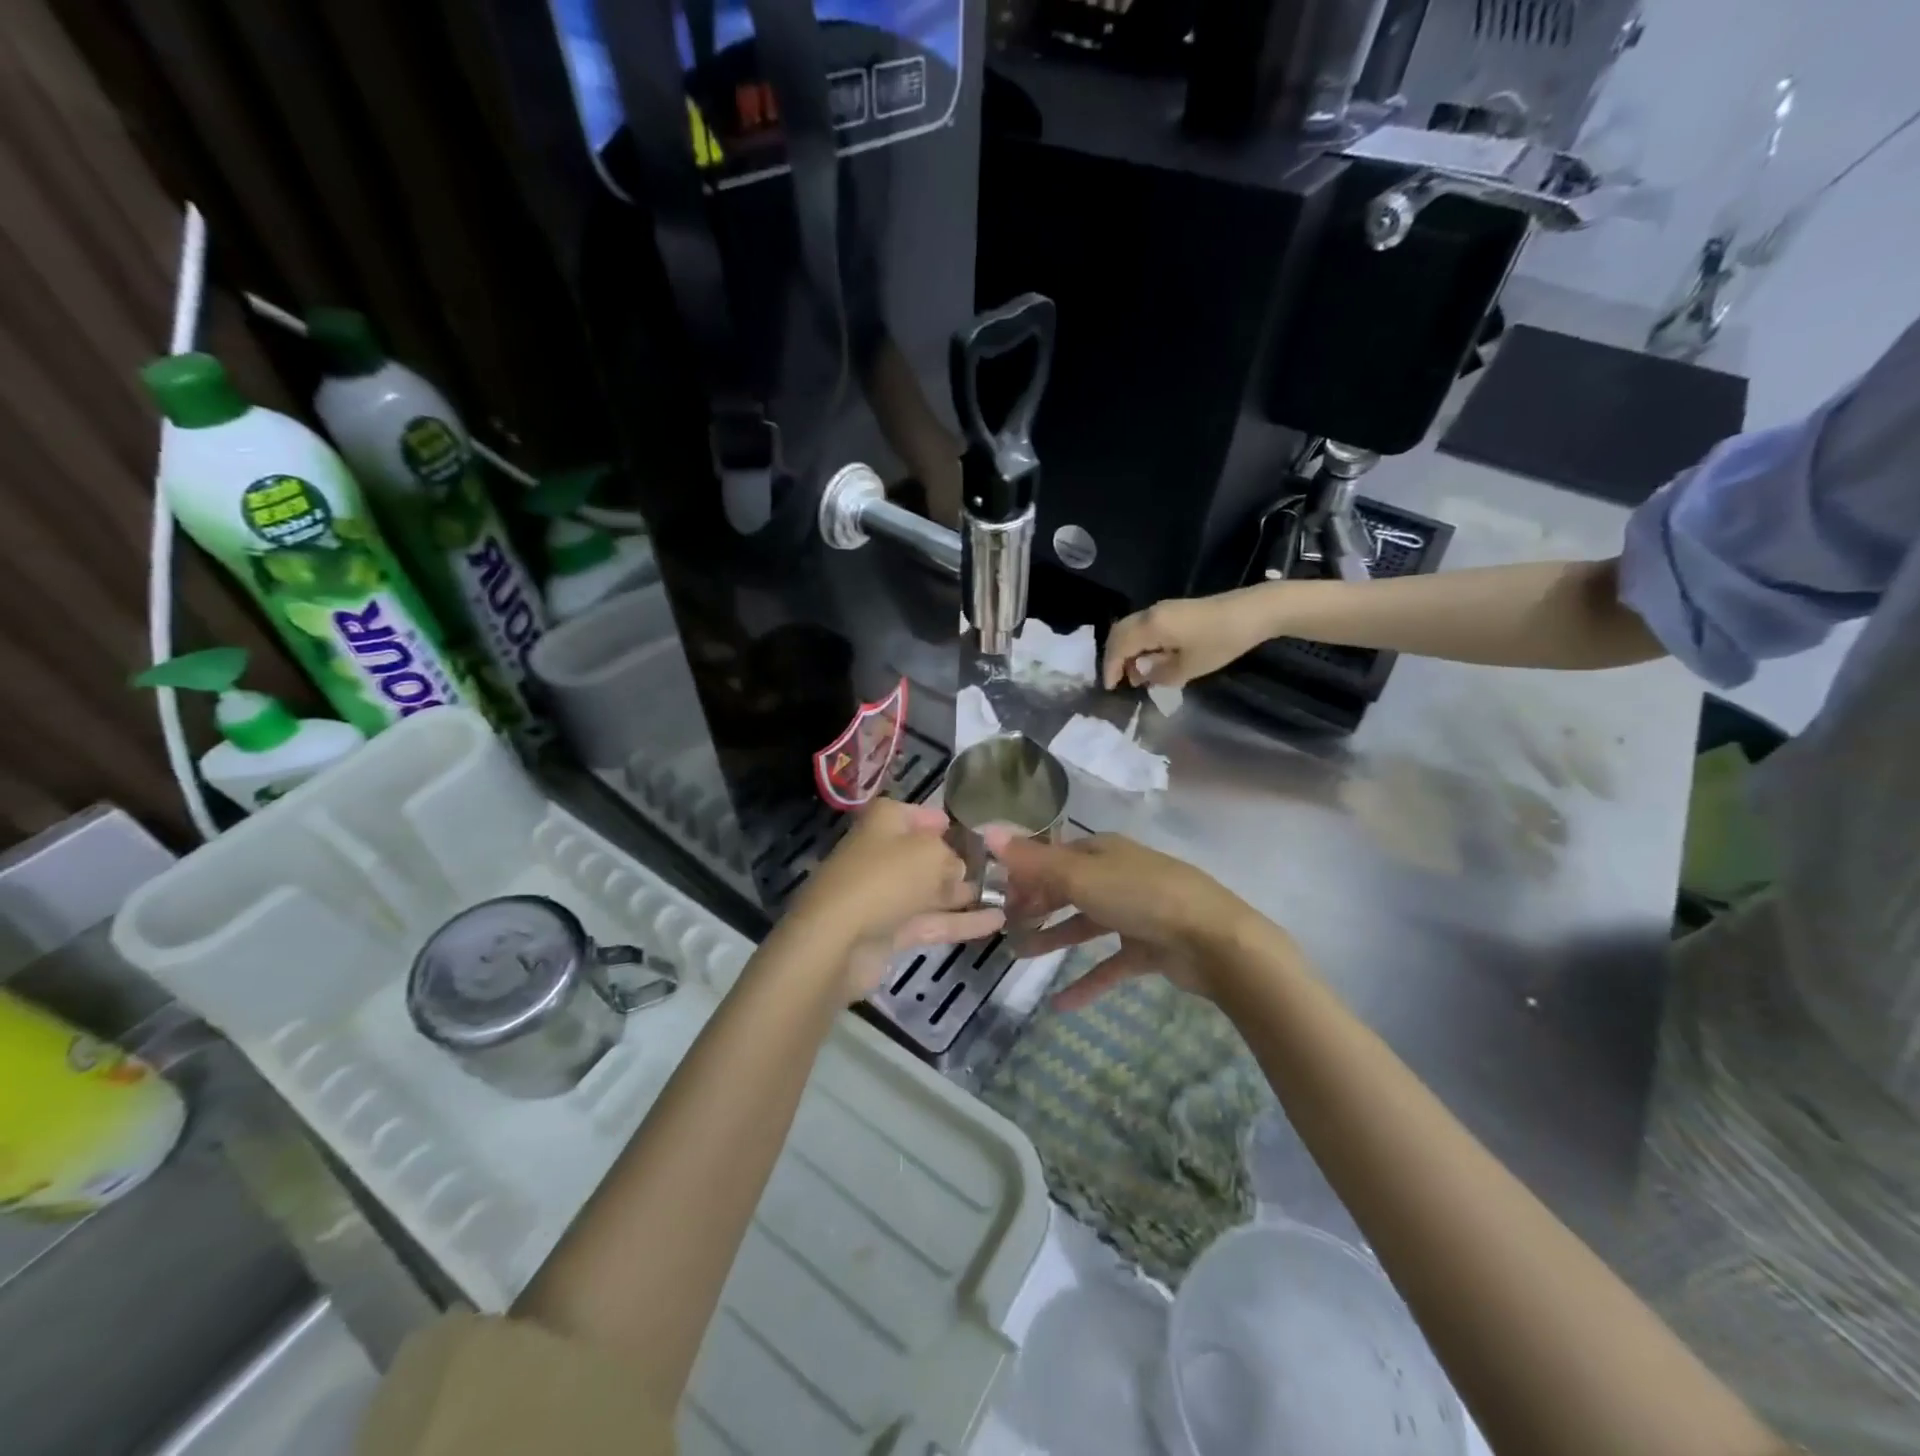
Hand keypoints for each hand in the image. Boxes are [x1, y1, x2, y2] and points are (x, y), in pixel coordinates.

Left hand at [785, 798, 1003, 1001]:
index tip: (975, 832)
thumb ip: (951, 858)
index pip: (918, 814)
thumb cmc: (886, 878)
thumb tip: (957, 870)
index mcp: (886, 822)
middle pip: (926, 854)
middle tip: (1001, 868)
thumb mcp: (930, 853)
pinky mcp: (889, 931)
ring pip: (931, 891)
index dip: (944, 821)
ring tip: (1008, 896)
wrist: (838, 940)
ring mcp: (885, 895)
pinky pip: (931, 921)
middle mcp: (883, 854)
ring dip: (965, 894)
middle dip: (960, 861)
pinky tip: (998, 921)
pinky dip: (961, 922)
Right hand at [982, 829, 1277, 1010]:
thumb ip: (1033, 861)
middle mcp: (1118, 876)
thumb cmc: (1142, 897)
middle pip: (1069, 888)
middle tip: (1005, 924)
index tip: (997, 892)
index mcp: (1103, 851)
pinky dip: (1086, 982)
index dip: (1026, 872)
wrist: (1215, 940)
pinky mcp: (1149, 948)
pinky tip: (1060, 1004)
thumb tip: (987, 831)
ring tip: (1020, 955)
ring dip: (1054, 938)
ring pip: (1086, 924)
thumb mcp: (1081, 877)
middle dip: (1037, 903)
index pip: (1055, 856)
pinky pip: (1110, 964)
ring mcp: (1136, 913)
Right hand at [1102, 589, 1270, 689]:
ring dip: (1128, 651)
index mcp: (1151, 626)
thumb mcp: (1190, 667)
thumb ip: (1159, 673)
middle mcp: (1151, 613)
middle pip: (1119, 633)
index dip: (1111, 668)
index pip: (1118, 646)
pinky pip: (1144, 627)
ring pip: (1131, 629)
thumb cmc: (1221, 641)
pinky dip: (1140, 644)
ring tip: (1138, 675)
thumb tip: (1141, 673)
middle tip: (1119, 681)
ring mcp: (1162, 609)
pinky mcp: (1174, 611)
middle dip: (1114, 658)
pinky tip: (1152, 659)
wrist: (1254, 612)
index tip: (1111, 688)